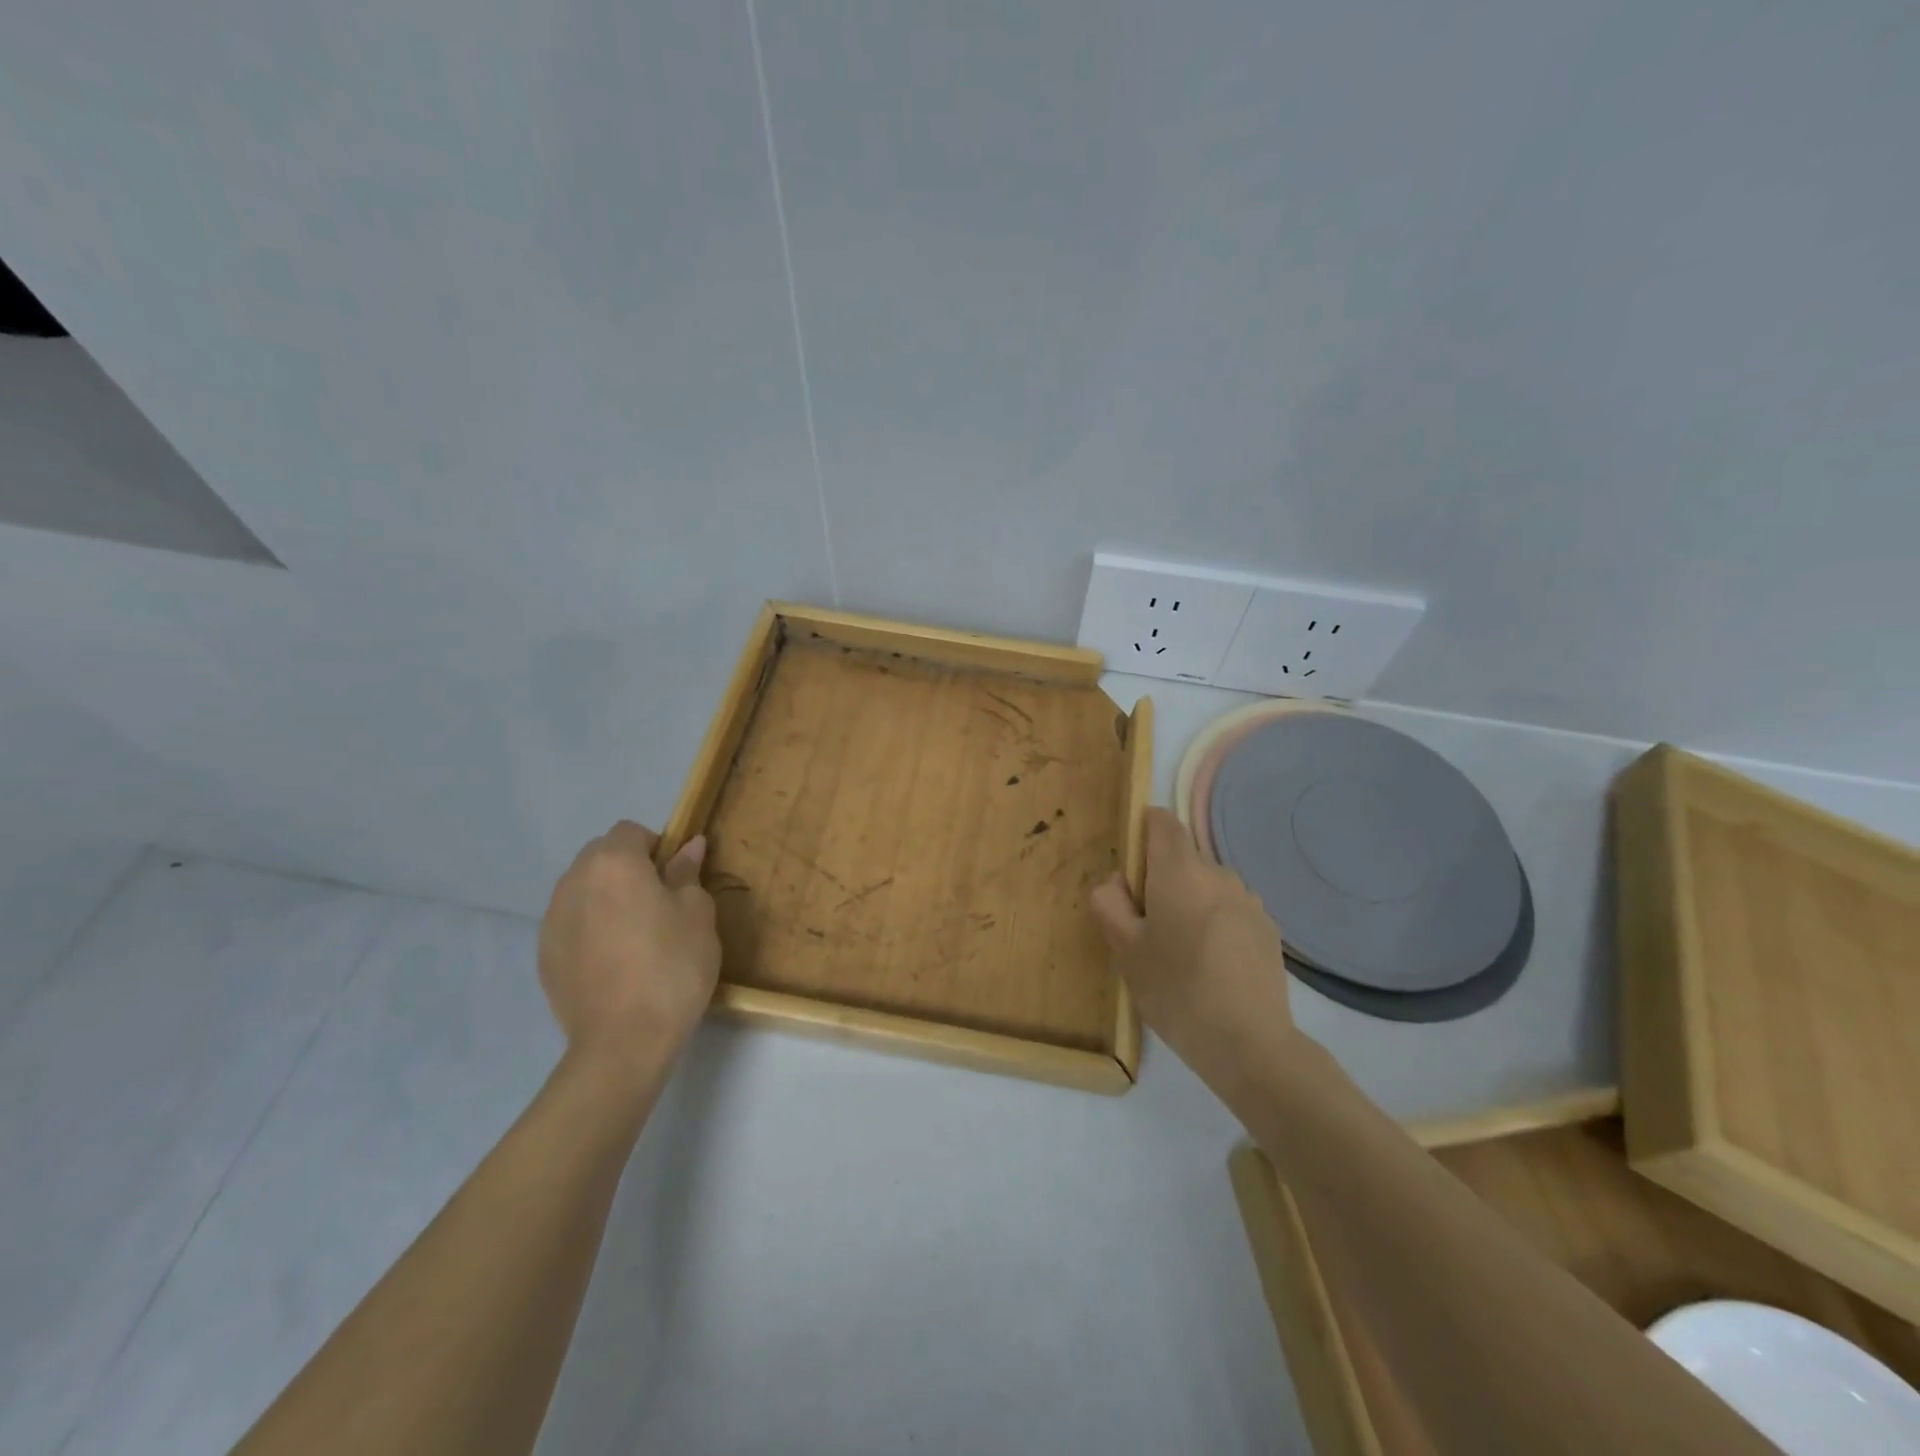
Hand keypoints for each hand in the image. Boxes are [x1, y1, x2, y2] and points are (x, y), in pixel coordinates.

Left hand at [538, 821, 720, 1079]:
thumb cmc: (672, 966)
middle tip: (659, 904)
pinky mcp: (544, 954)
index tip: (677, 878)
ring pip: (583, 889)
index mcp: (613, 863)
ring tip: (635, 935)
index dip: (657, 847)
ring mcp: (552, 919)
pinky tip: (614, 961)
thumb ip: (687, 873)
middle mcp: (574, 881)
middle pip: (602, 856)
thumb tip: (688, 846)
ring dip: (607, 897)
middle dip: (628, 868)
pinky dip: (591, 928)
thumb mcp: (697, 914)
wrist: (623, 1041)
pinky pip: (571, 923)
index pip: (632, 831)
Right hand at [1092, 808, 1303, 1087]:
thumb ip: (1109, 904)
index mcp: (1180, 872)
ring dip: (1188, 902)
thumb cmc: (1176, 991)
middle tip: (1145, 928)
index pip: (1162, 822)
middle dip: (1160, 879)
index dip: (1142, 831)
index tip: (1130, 870)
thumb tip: (1116, 882)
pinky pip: (1229, 909)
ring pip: (1207, 885)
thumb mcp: (1125, 951)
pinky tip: (1211, 966)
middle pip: (1182, 857)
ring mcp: (1249, 901)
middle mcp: (1219, 875)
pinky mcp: (1268, 929)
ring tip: (1180, 952)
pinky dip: (1214, 922)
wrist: (1250, 1044)